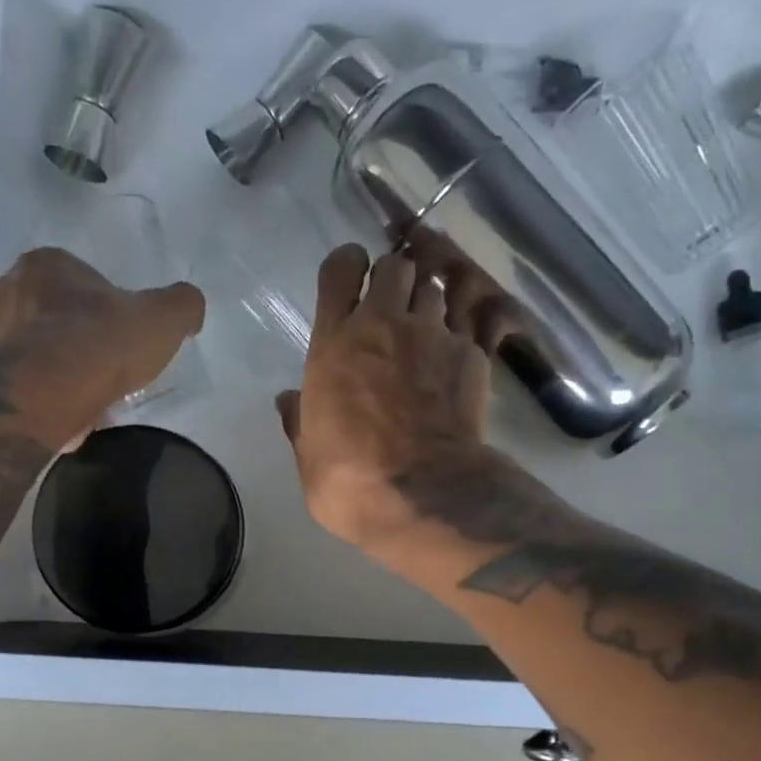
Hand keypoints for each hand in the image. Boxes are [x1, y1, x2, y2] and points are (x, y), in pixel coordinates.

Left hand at [0, 247, 203, 435]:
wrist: (38, 398)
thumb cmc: (98, 346)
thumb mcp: (162, 319)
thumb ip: (181, 305)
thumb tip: (188, 307)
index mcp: (45, 264)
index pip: (79, 277)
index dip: (105, 306)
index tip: (121, 335)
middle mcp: (6, 290)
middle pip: (50, 312)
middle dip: (73, 335)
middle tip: (102, 366)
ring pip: (30, 349)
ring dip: (52, 368)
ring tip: (84, 397)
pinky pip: (17, 384)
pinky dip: (38, 397)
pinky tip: (62, 416)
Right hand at [276, 244, 506, 555]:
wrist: (421, 494)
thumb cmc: (350, 480)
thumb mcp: (308, 456)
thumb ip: (299, 421)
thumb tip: (288, 401)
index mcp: (334, 343)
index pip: (340, 270)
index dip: (346, 266)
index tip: (350, 280)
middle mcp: (384, 325)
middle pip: (395, 267)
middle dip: (393, 279)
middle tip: (391, 307)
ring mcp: (432, 335)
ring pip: (434, 288)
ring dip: (427, 302)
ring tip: (426, 329)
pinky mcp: (471, 355)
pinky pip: (469, 322)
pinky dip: (461, 331)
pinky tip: (457, 355)